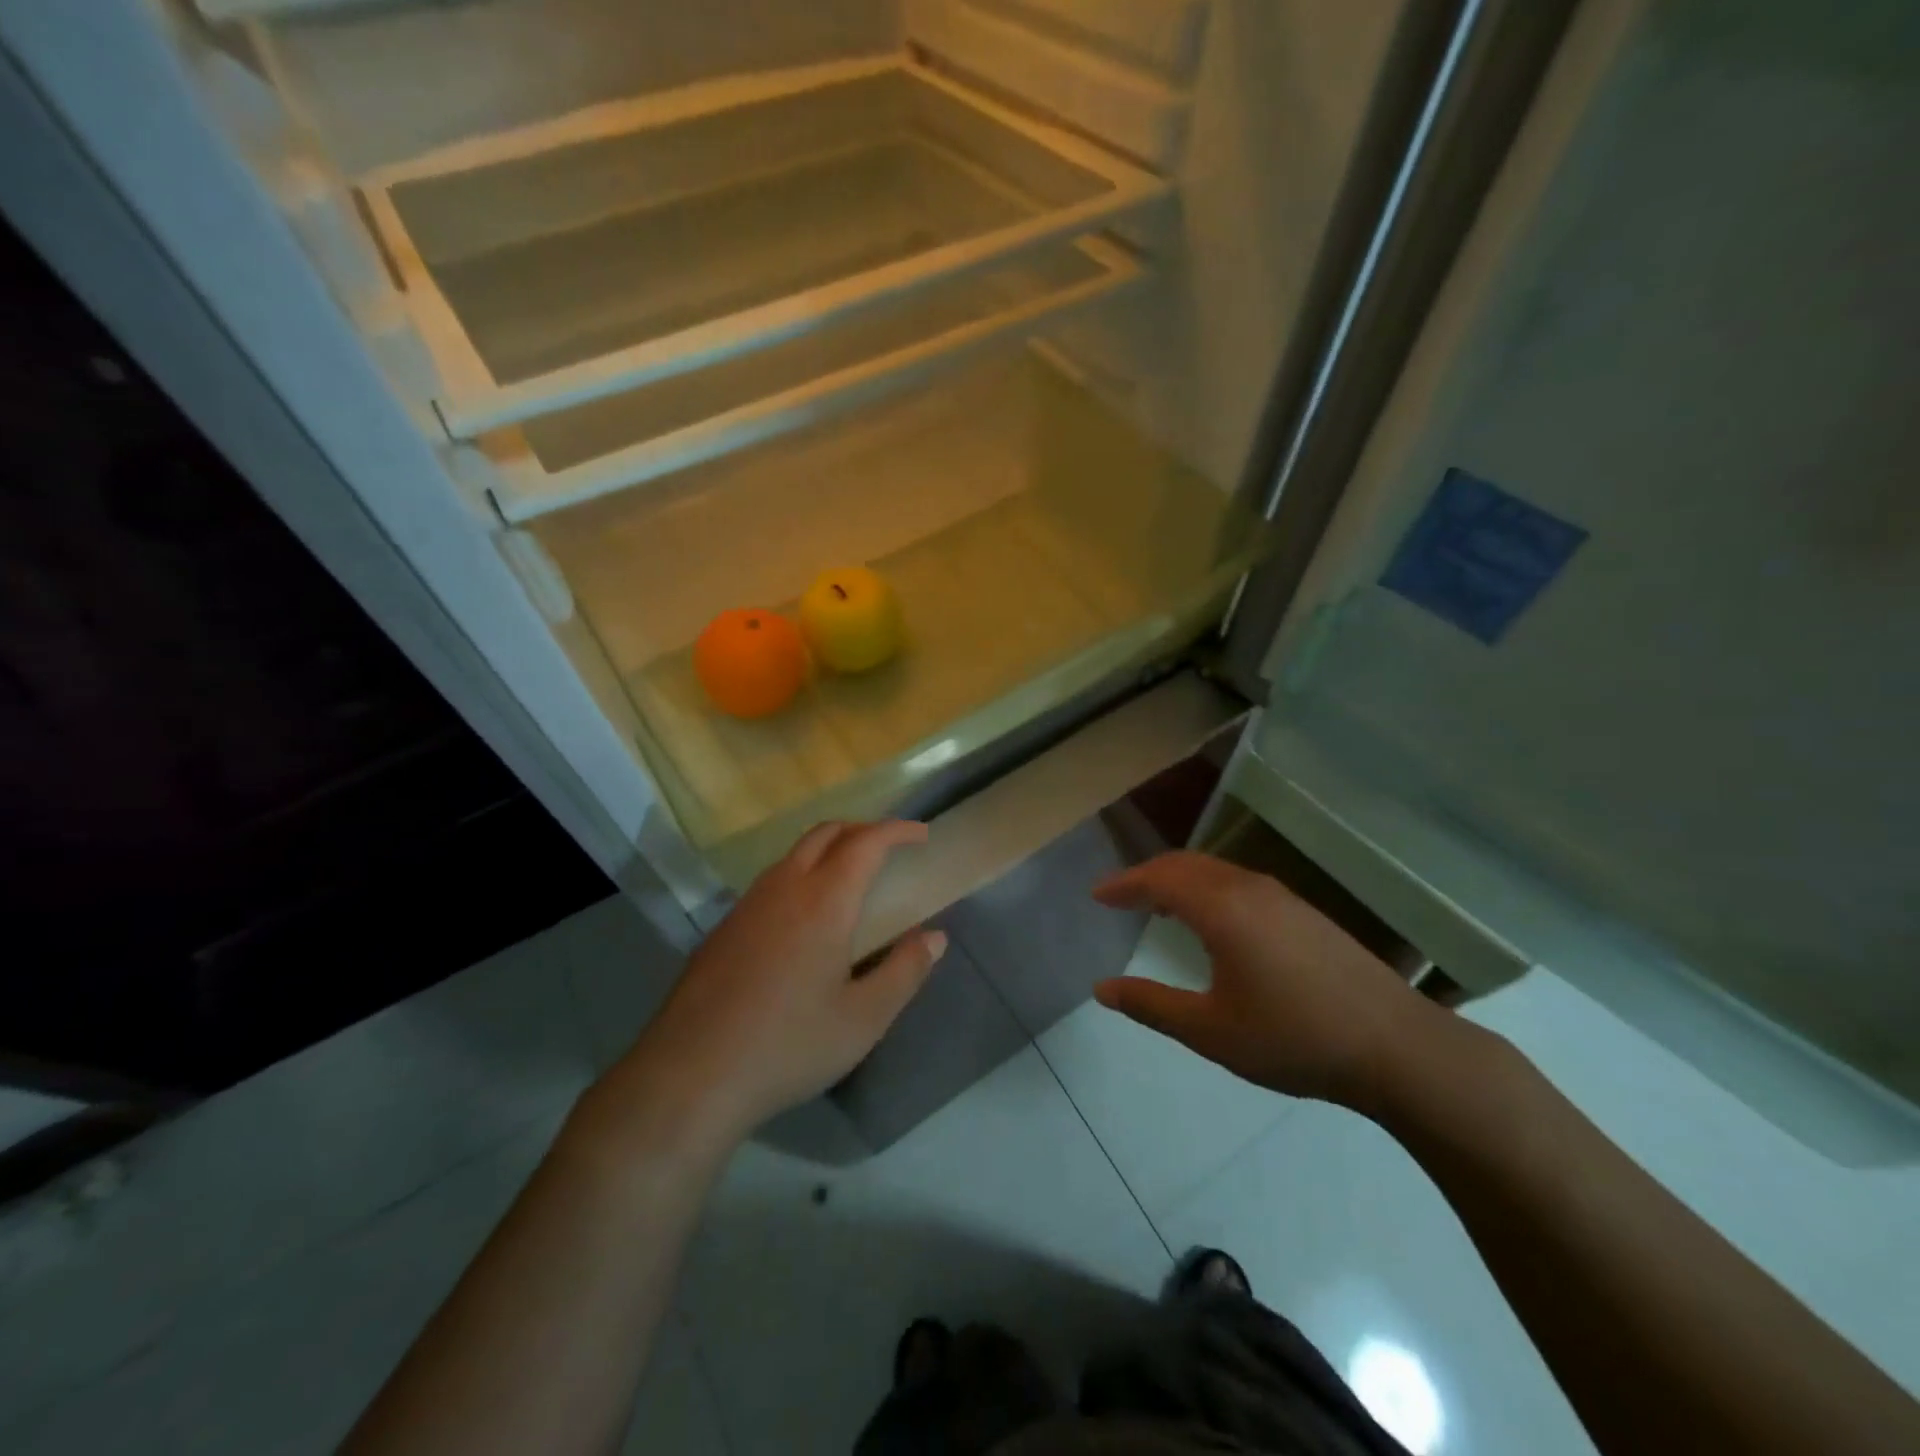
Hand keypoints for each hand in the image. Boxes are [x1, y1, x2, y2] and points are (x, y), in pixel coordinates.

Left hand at [616, 820, 944, 1142]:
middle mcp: (784, 888)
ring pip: (794, 854)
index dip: (897, 830)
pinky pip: (772, 880)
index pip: (866, 842)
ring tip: (852, 879)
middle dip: (862, 829)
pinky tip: (805, 918)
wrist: (690, 1076)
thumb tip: (934, 937)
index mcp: (824, 901)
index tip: (921, 834)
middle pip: (826, 833)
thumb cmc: (789, 1046)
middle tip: (889, 849)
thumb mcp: (863, 1019)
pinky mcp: (724, 927)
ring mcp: (747, 904)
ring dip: (829, 849)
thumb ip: (905, 971)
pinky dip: (802, 874)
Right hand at [1091, 852, 1445, 1109]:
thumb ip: (1151, 1006)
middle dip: (1147, 875)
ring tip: (1156, 904)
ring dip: (1178, 879)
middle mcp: (1249, 888)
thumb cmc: (1294, 1039)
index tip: (1096, 895)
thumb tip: (1102, 989)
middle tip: (1119, 897)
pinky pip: (1238, 882)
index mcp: (1222, 909)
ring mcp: (1281, 897)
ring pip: (1214, 870)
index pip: (1159, 879)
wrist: (1397, 1047)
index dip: (1123, 885)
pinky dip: (1207, 888)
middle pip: (1185, 864)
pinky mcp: (1303, 912)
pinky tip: (1210, 919)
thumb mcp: (1211, 1031)